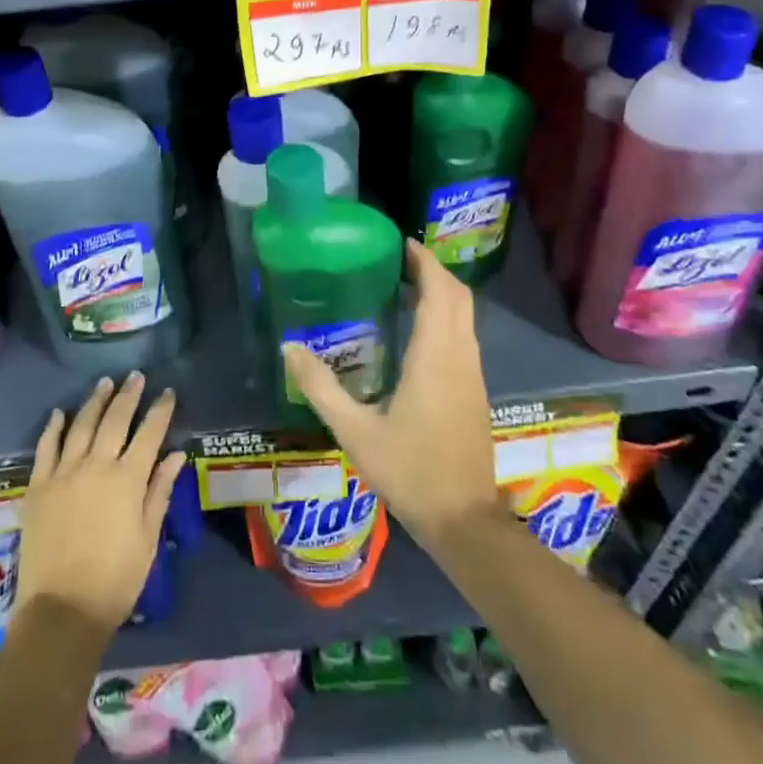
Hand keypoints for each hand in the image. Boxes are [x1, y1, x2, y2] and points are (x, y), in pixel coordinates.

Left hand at [17, 373, 187, 632]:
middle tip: (136, 377)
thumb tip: (176, 454)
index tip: (168, 392)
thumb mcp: (148, 538)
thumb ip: (160, 491)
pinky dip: (54, 427)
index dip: (160, 410)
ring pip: (81, 425)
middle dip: (128, 395)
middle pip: (115, 419)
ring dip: (95, 401)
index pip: (149, 433)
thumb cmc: (115, 580)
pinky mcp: (39, 485)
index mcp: (128, 479)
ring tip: (105, 384)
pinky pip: (46, 447)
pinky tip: (59, 413)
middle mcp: (96, 465)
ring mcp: (64, 472)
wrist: (61, 610)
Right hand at [283, 241, 501, 547]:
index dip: (424, 260)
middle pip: (458, 295)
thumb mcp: (355, 432)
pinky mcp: (474, 390)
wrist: (465, 521)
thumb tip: (288, 347)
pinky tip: (416, 330)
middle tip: (397, 260)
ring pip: (465, 315)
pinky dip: (445, 316)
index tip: (401, 242)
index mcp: (435, 355)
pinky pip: (464, 335)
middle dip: (432, 270)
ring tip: (402, 286)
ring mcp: (472, 373)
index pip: (439, 290)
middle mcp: (460, 355)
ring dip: (440, 293)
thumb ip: (320, 387)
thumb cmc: (410, 471)